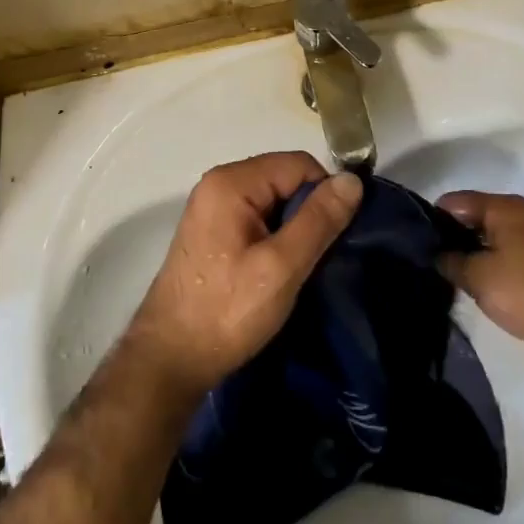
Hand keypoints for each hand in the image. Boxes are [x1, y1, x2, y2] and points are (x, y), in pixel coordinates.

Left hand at [126, 152, 362, 398]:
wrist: (171, 360)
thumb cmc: (227, 312)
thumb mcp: (281, 267)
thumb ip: (318, 220)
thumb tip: (352, 180)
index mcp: (231, 182)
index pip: (298, 164)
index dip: (324, 193)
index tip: (336, 236)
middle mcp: (218, 183)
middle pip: (284, 178)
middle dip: (308, 210)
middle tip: (319, 255)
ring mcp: (212, 206)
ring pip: (273, 199)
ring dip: (293, 226)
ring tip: (300, 265)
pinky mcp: (212, 230)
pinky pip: (257, 216)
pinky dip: (275, 235)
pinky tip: (278, 269)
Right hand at [436, 191, 523, 380]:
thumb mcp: (477, 277)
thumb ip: (449, 260)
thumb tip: (435, 254)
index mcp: (503, 207)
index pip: (455, 201)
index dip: (433, 219)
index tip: (417, 242)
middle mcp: (517, 214)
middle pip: (471, 217)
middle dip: (450, 237)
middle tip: (429, 260)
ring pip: (486, 237)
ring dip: (468, 253)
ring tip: (446, 274)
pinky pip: (501, 253)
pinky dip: (486, 264)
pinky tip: (471, 283)